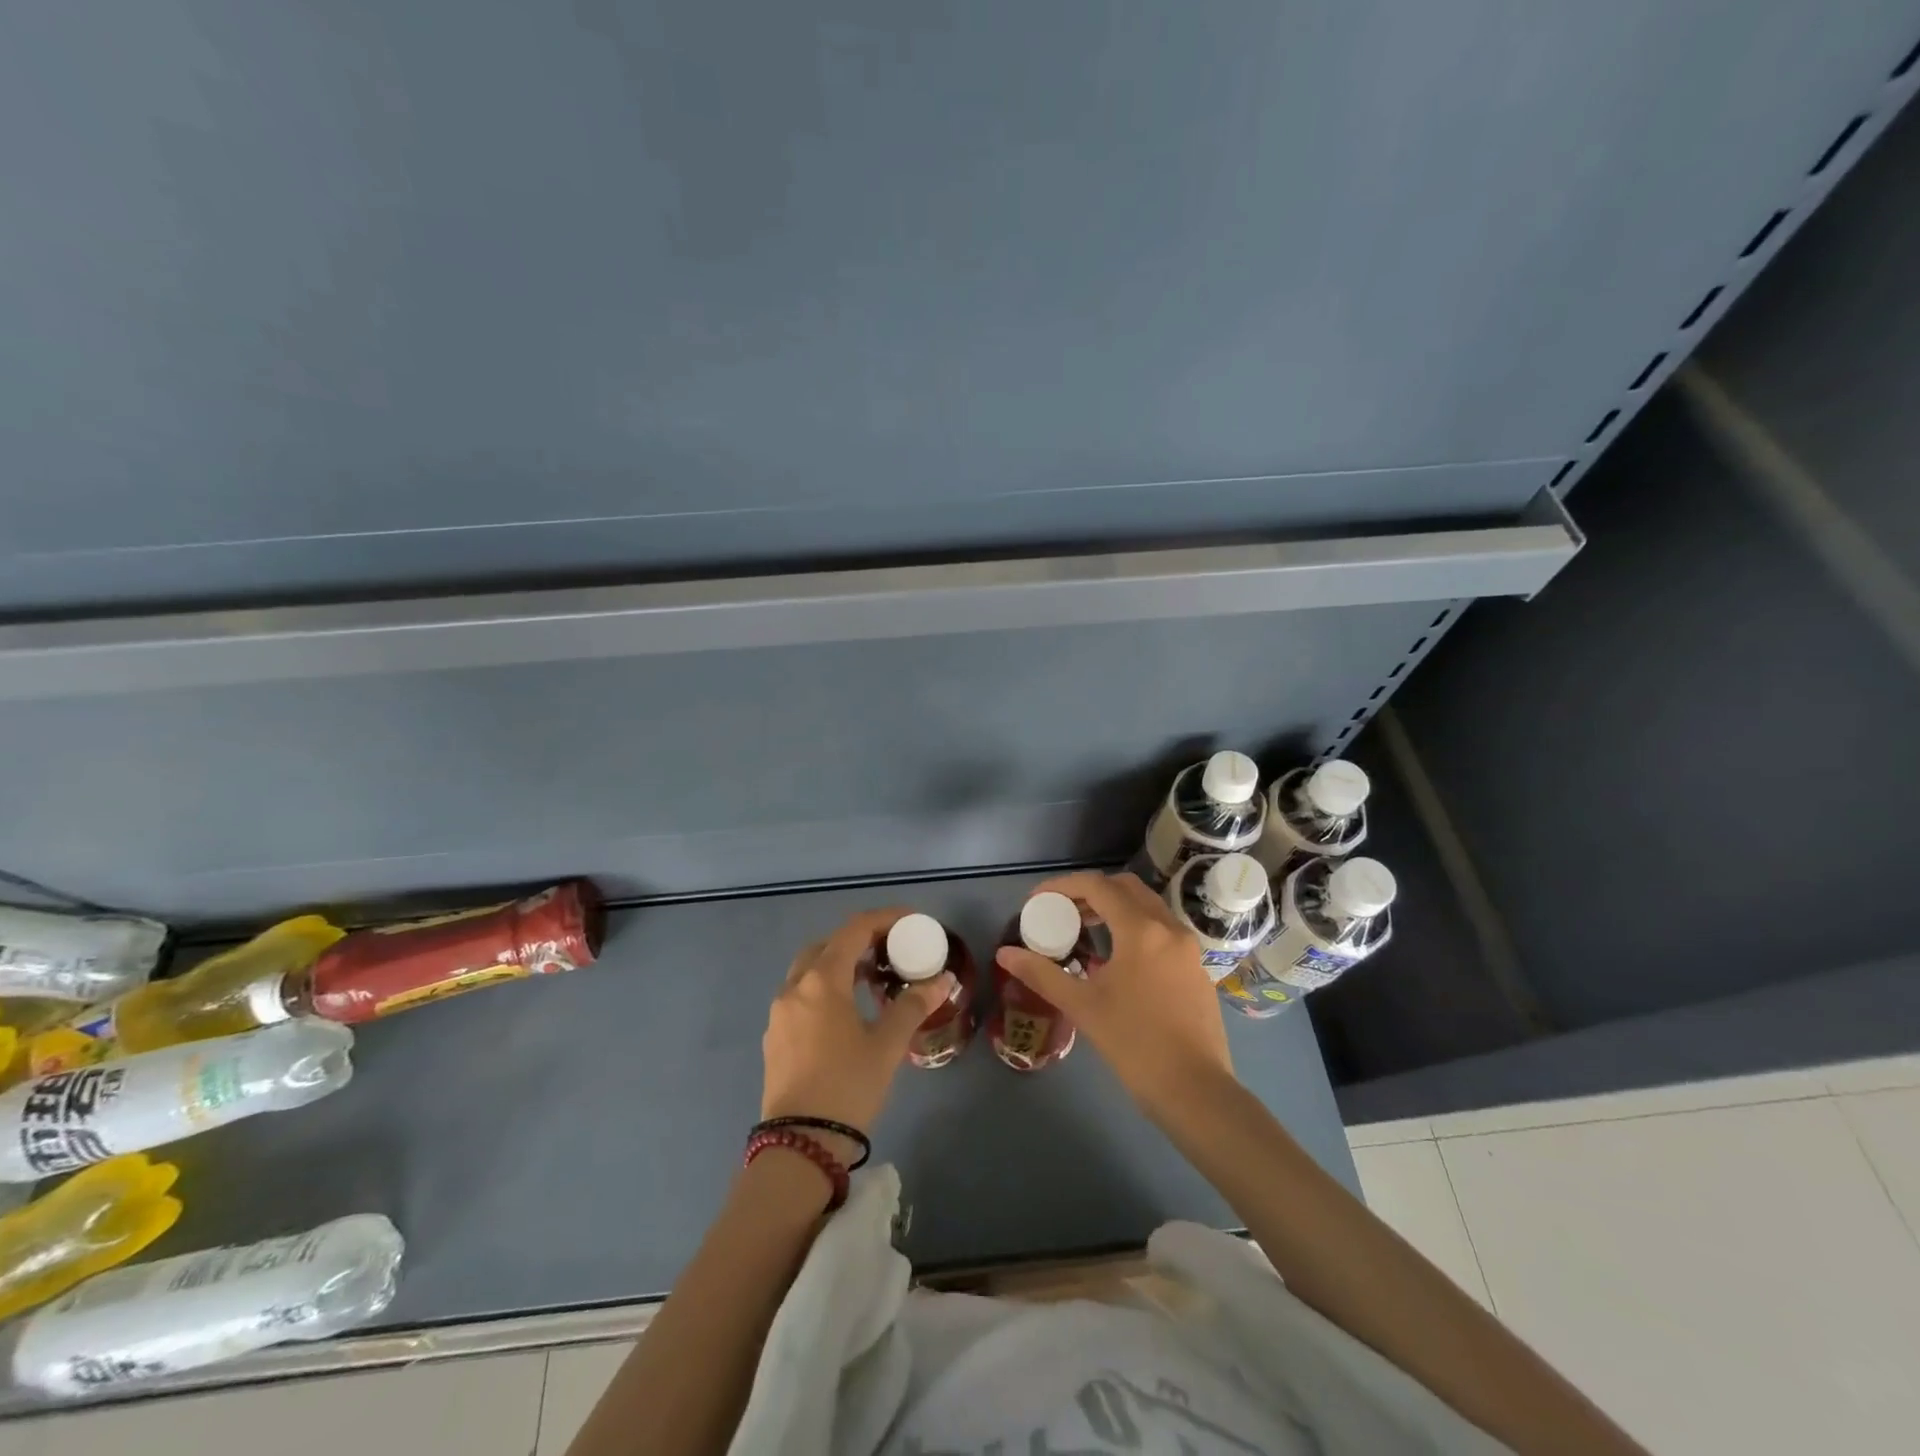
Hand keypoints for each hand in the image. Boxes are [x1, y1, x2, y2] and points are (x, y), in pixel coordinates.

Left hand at [761, 908, 953, 1159]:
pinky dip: (824, 988)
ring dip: (839, 964)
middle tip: (890, 951)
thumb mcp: (887, 1046)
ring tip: (872, 981)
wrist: (799, 1145)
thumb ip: (912, 1006)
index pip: (854, 930)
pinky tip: (846, 1013)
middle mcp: (794, 987)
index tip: (911, 921)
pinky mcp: (775, 1037)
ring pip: (809, 970)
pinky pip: (801, 995)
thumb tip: (942, 980)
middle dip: (859, 941)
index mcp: (821, 981)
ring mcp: (779, 1013)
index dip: (884, 919)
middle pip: (827, 945)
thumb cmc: (848, 1086)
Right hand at [995, 871, 1234, 1121]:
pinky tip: (1118, 961)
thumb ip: (1042, 974)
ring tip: (1086, 932)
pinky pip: (1162, 931)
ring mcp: (1188, 948)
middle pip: (1126, 888)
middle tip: (1063, 911)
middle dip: (1091, 892)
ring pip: (1147, 907)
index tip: (1038, 900)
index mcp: (1141, 930)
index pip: (1097, 886)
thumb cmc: (1134, 1044)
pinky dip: (1136, 928)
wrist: (1195, 1091)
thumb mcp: (1082, 1006)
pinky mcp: (1197, 969)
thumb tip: (1005, 954)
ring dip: (1115, 909)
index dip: (1062, 886)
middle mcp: (1169, 928)